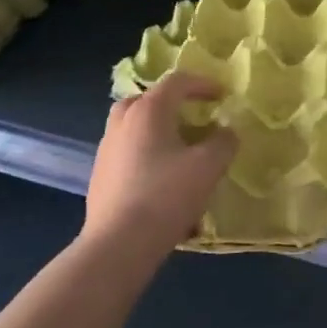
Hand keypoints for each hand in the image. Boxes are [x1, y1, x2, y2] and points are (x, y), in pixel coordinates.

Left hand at [83, 72, 237, 273]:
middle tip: (193, 116)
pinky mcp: (100, 177)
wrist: (119, 245)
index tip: (223, 96)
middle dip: (172, 104)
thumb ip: (224, 141)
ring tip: (181, 149)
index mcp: (148, 111)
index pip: (177, 82)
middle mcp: (122, 123)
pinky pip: (128, 152)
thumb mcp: (209, 166)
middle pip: (147, 100)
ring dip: (158, 130)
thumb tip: (226, 131)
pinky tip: (163, 179)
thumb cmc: (167, 195)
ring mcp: (106, 150)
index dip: (203, 84)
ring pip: (134, 127)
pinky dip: (147, 153)